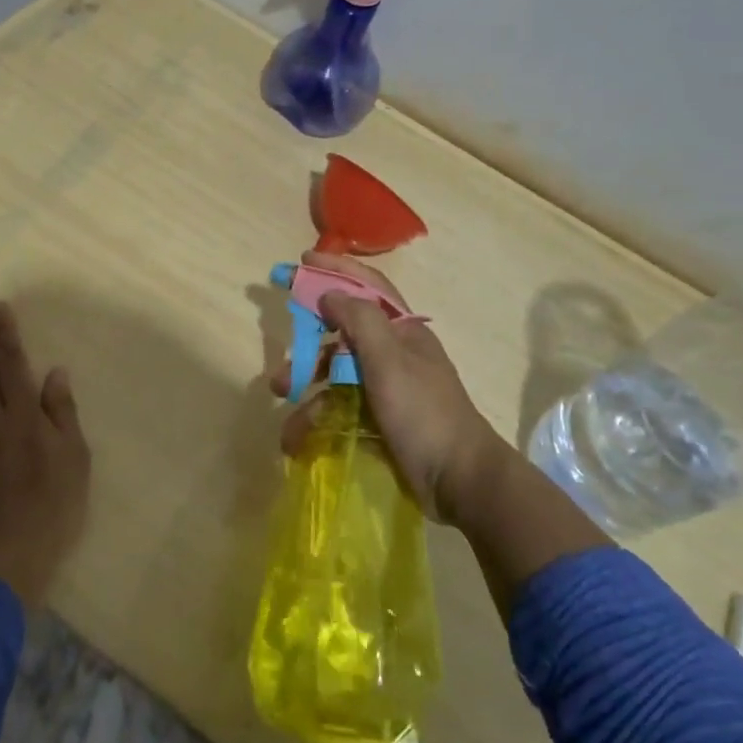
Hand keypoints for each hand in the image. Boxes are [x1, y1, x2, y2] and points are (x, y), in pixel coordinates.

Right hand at [270, 252, 504, 523]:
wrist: (460, 480)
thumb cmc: (424, 412)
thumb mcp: (390, 360)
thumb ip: (359, 321)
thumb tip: (330, 293)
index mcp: (403, 331)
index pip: (367, 287)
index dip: (335, 270)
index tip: (301, 262)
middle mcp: (395, 353)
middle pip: (343, 335)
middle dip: (309, 346)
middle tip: (281, 353)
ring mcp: (388, 387)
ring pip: (338, 375)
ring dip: (308, 386)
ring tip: (283, 401)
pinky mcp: (381, 419)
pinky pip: (342, 407)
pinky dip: (319, 417)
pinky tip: (297, 436)